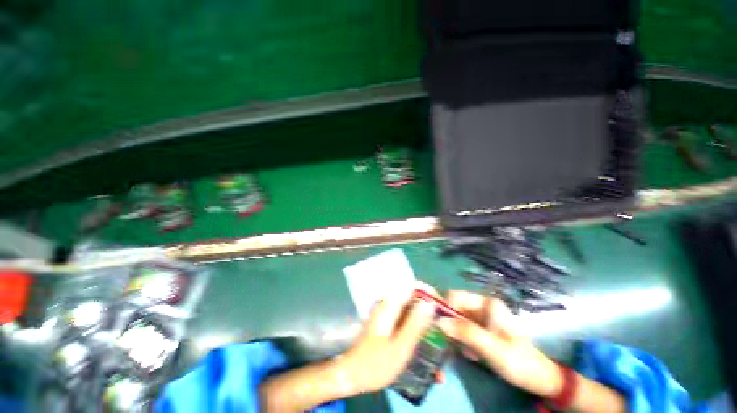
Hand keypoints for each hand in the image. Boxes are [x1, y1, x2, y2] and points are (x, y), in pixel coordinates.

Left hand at [338, 290, 436, 393]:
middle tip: (442, 320)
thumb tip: (429, 303)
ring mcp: (386, 315)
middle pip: (411, 296)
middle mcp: (387, 306)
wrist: (352, 375)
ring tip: (437, 331)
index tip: (441, 304)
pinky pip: (404, 318)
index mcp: (389, 306)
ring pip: (409, 308)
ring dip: (422, 317)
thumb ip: (415, 324)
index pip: (410, 286)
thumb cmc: (375, 363)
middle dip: (427, 305)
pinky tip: (423, 340)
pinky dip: (414, 325)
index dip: (427, 291)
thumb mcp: (400, 347)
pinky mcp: (386, 324)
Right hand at [437, 291, 561, 397]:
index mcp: (486, 303)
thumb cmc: (518, 362)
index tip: (439, 327)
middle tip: (453, 344)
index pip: (455, 296)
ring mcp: (482, 317)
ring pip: (457, 320)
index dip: (444, 308)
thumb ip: (466, 333)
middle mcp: (482, 306)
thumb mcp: (492, 349)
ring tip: (467, 352)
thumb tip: (438, 321)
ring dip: (457, 336)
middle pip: (455, 308)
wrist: (538, 378)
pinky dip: (463, 341)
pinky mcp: (481, 328)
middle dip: (451, 325)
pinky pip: (463, 329)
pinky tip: (472, 354)